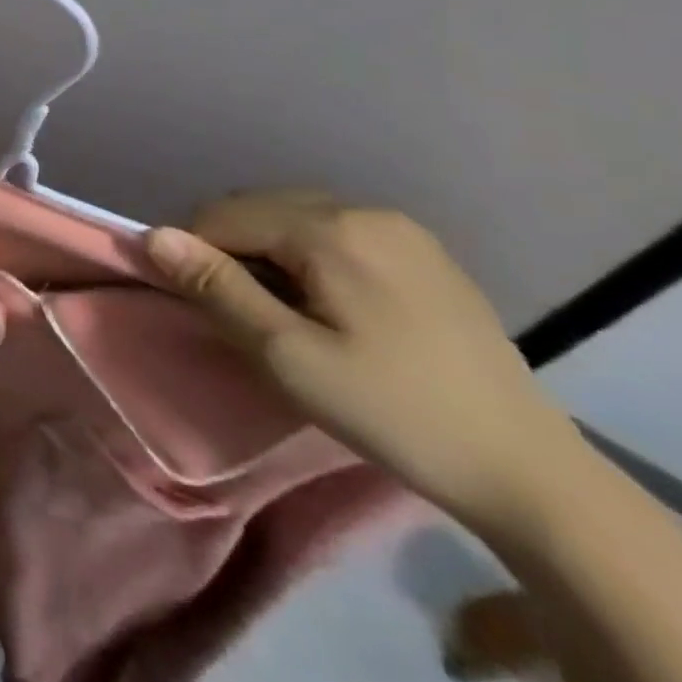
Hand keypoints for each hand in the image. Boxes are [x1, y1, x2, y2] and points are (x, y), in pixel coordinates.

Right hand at [145, 190, 584, 530]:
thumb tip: (152, 235)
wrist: (529, 472)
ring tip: (281, 310)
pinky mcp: (424, 251)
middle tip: (241, 313)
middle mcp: (364, 210)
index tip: (202, 305)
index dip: (196, 254)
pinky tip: (328, 303)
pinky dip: (308, 255)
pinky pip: (335, 232)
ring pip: (294, 217)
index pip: (223, 216)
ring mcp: (401, 228)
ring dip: (268, 251)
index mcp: (330, 229)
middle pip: (258, 209)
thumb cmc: (393, 411)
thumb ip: (217, 287)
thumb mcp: (287, 356)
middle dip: (232, 249)